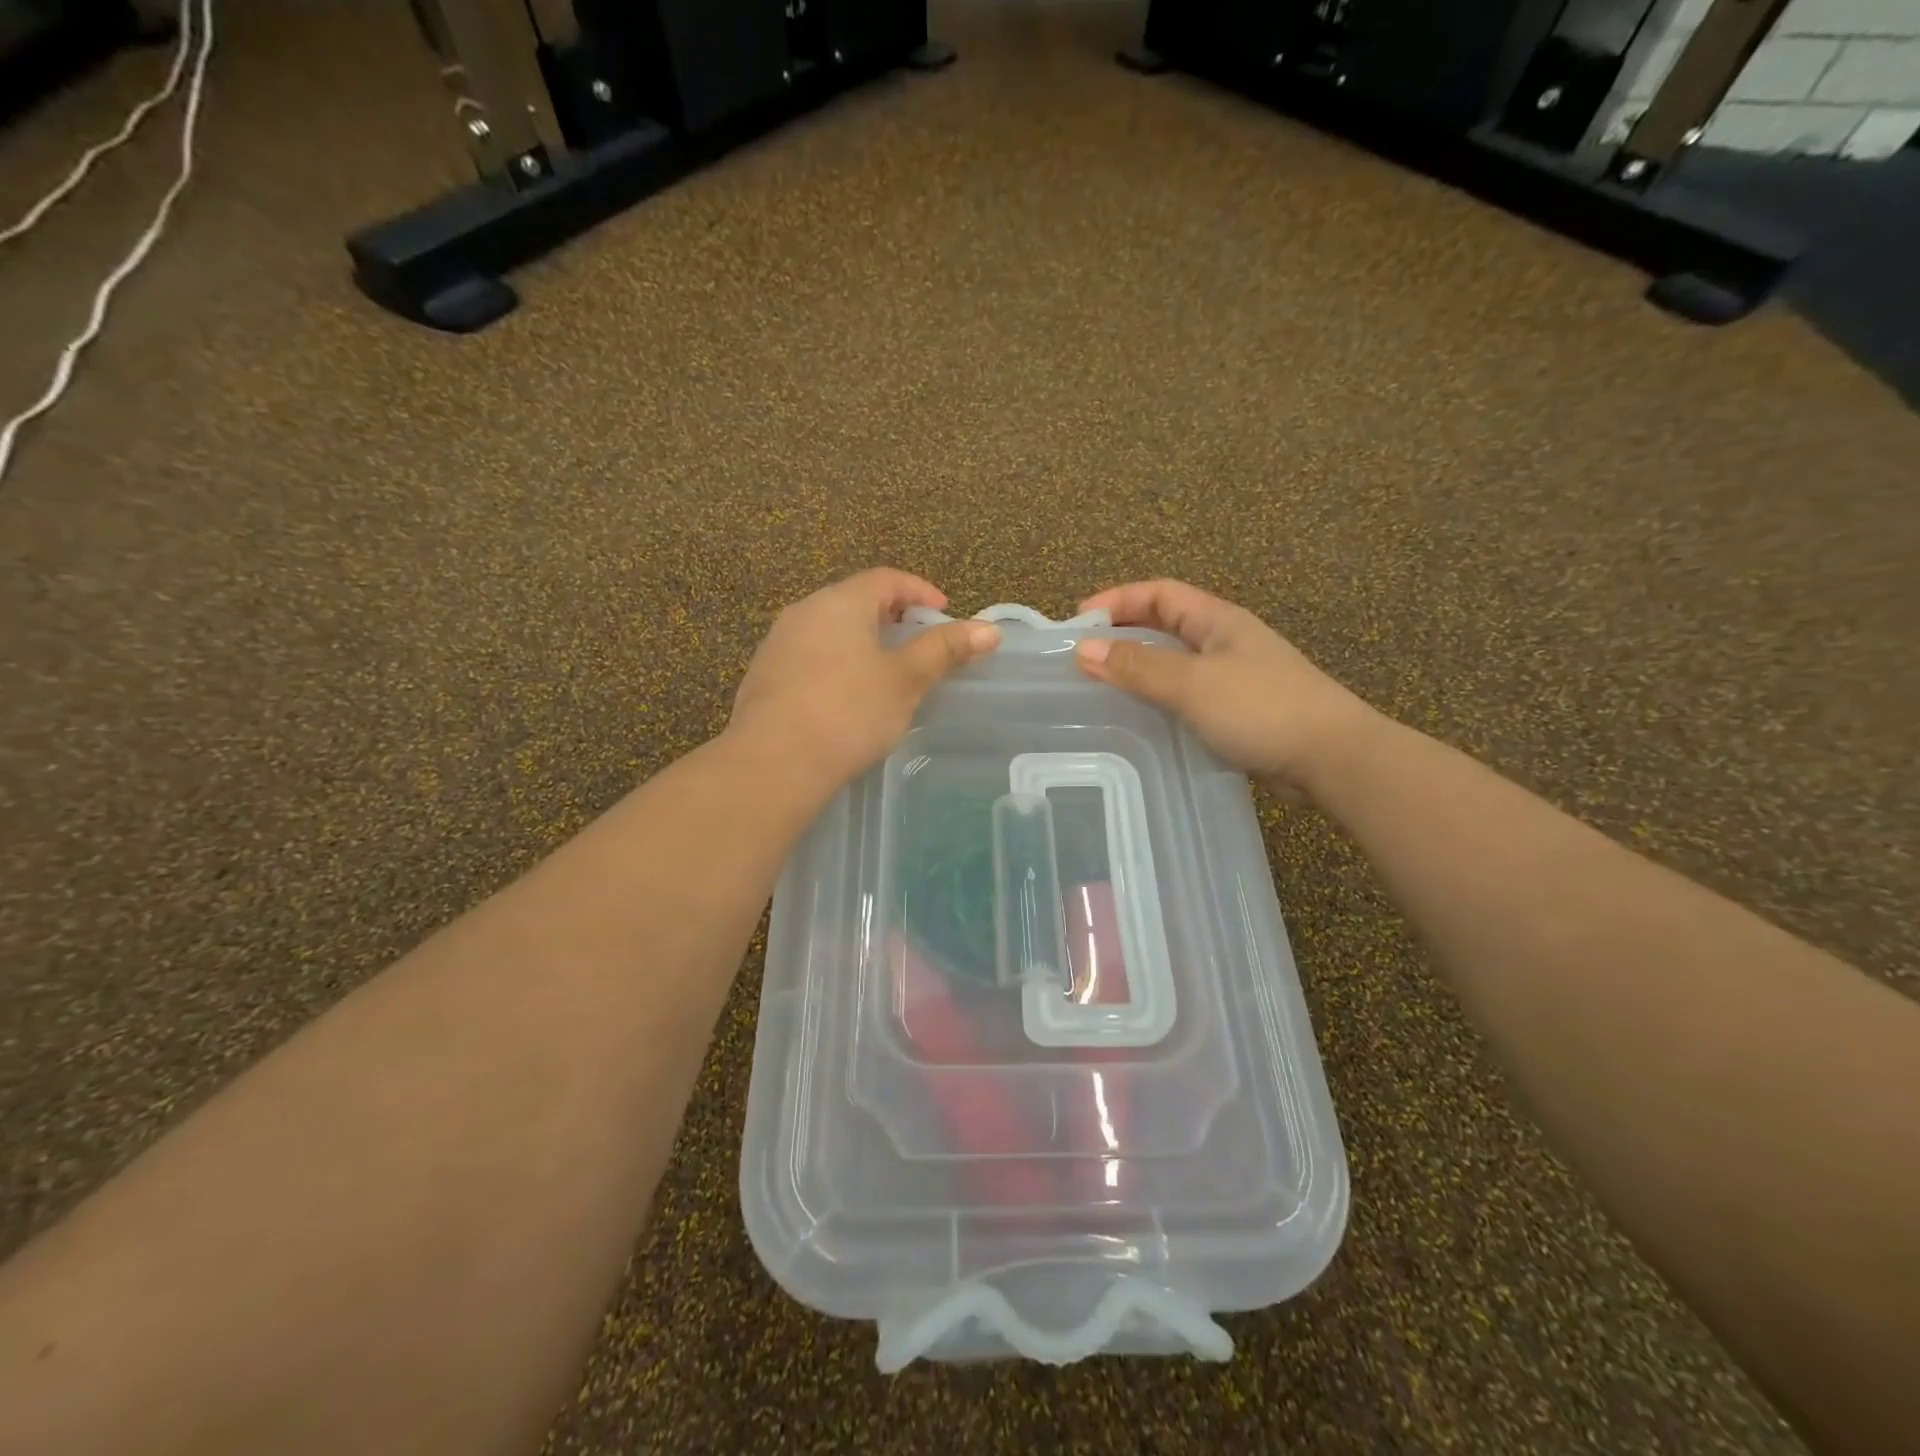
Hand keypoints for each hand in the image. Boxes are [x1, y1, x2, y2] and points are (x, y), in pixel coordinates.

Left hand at [730, 569, 999, 787]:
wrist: (773, 763)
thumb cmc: (848, 712)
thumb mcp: (905, 680)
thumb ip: (945, 650)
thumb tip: (990, 629)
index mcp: (840, 602)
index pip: (886, 579)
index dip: (920, 591)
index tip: (943, 614)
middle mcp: (804, 612)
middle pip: (855, 600)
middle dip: (891, 616)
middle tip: (918, 641)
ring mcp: (777, 644)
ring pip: (829, 629)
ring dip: (861, 641)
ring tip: (886, 671)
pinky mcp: (763, 677)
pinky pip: (809, 656)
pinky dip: (836, 663)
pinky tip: (846, 697)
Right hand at [1074, 580, 1378, 799]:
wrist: (1332, 758)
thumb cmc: (1261, 708)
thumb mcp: (1192, 683)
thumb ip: (1137, 666)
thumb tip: (1083, 649)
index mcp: (1218, 620)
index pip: (1160, 594)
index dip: (1118, 600)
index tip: (1078, 621)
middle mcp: (1225, 641)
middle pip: (1166, 624)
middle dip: (1124, 632)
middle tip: (1084, 655)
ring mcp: (1234, 677)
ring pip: (1176, 662)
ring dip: (1140, 667)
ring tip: (1102, 686)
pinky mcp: (1239, 711)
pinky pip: (1187, 694)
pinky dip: (1159, 698)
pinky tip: (1142, 718)